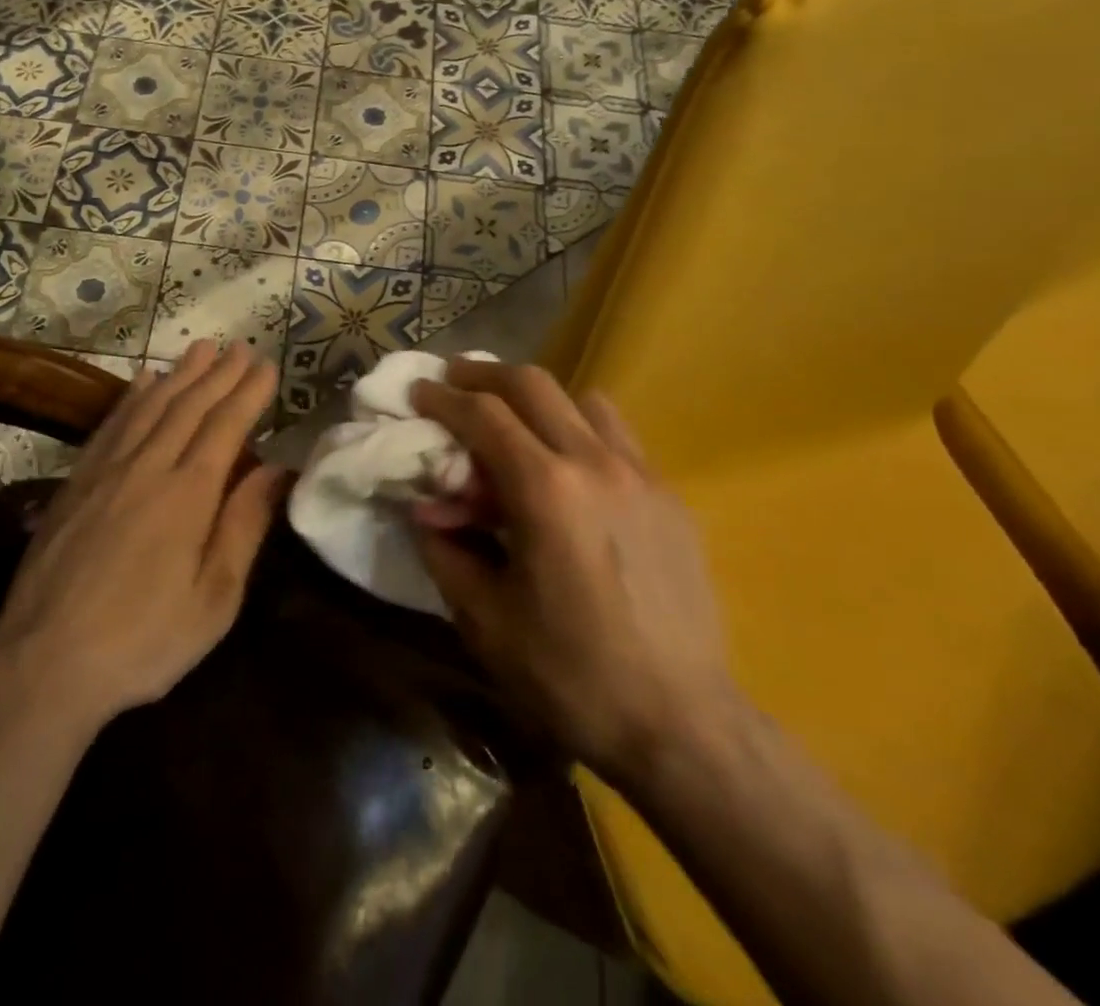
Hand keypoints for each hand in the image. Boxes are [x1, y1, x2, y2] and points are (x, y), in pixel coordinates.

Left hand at [0, 341, 284, 726]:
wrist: (44, 665)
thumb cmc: (145, 641)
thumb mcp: (214, 599)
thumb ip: (244, 526)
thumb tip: (276, 469)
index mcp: (188, 495)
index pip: (225, 427)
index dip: (248, 393)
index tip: (266, 366)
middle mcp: (147, 468)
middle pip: (189, 406)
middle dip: (219, 373)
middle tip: (240, 346)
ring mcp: (105, 472)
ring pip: (149, 406)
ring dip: (179, 373)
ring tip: (200, 348)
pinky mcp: (74, 484)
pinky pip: (110, 424)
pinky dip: (131, 396)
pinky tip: (142, 381)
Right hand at [409, 360, 737, 774]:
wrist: (682, 724)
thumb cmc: (571, 675)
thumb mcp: (485, 619)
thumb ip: (446, 550)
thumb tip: (426, 509)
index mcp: (546, 490)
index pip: (483, 415)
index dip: (442, 398)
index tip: (418, 393)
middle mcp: (595, 464)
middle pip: (533, 384)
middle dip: (484, 376)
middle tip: (454, 384)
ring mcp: (641, 475)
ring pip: (583, 400)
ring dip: (538, 399)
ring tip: (514, 424)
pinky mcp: (670, 496)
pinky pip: (618, 436)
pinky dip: (580, 430)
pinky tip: (569, 472)